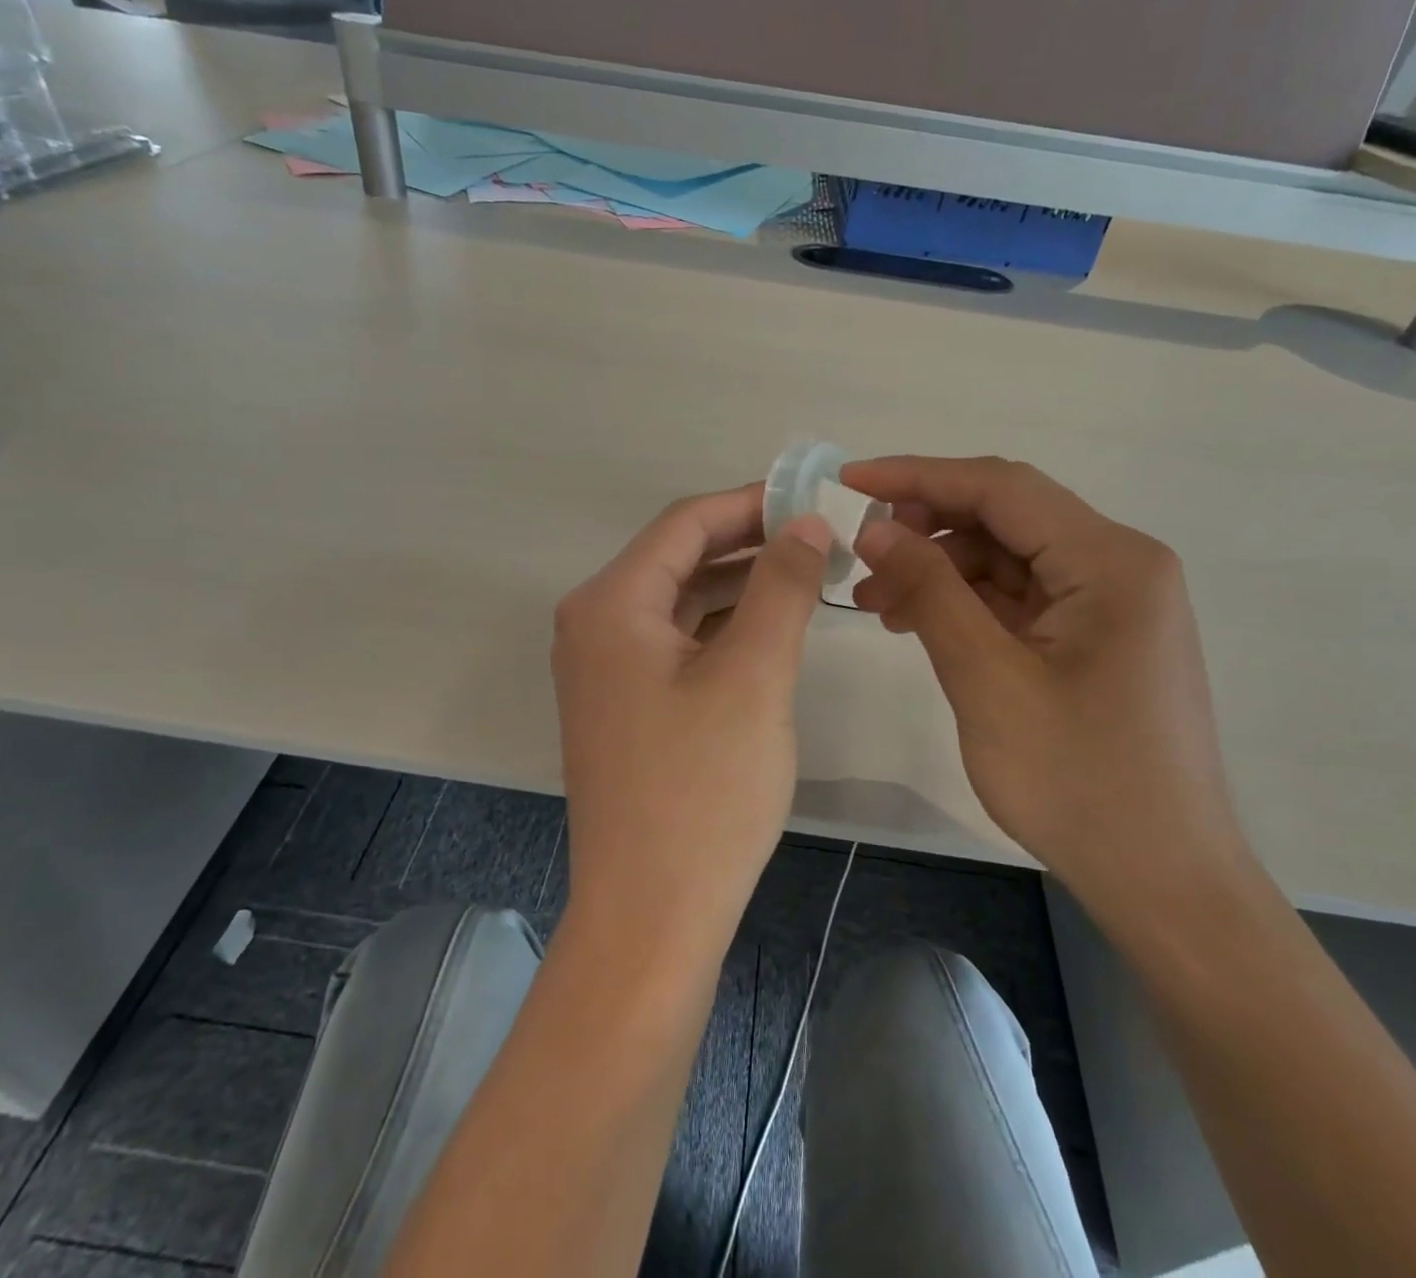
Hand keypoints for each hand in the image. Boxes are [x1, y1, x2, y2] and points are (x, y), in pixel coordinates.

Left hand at [552, 485, 832, 950]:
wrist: (651, 917)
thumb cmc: (703, 790)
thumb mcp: (754, 675)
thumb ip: (781, 586)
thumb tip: (805, 522)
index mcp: (611, 604)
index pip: (685, 523)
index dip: (751, 503)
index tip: (813, 499)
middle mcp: (594, 625)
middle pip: (679, 558)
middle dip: (750, 543)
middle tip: (821, 537)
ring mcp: (605, 669)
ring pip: (681, 602)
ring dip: (740, 585)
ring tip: (807, 575)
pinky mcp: (625, 706)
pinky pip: (677, 642)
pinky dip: (723, 627)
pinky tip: (770, 629)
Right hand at [844, 456, 1253, 928]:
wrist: (1163, 881)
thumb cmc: (1078, 782)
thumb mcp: (987, 679)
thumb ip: (930, 590)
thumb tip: (875, 527)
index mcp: (1110, 561)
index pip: (1000, 487)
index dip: (917, 476)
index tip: (848, 481)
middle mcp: (1119, 564)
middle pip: (1006, 516)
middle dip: (926, 527)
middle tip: (859, 554)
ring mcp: (1111, 602)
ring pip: (1008, 556)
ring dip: (940, 569)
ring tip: (876, 601)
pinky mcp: (1097, 636)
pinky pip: (1020, 596)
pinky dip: (966, 602)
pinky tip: (918, 623)